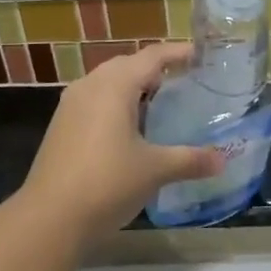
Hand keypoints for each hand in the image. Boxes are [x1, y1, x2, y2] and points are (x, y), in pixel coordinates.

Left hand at [19, 44, 224, 243]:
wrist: (49, 218)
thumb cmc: (107, 183)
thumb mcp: (154, 170)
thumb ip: (189, 160)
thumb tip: (221, 160)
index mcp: (115, 84)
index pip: (151, 56)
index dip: (177, 53)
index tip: (200, 55)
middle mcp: (90, 85)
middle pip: (127, 65)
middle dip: (154, 69)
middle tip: (183, 81)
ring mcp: (71, 105)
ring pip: (107, 82)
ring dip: (132, 87)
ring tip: (159, 104)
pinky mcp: (61, 126)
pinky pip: (94, 100)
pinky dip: (115, 104)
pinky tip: (129, 130)